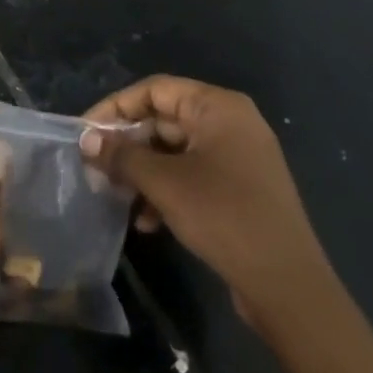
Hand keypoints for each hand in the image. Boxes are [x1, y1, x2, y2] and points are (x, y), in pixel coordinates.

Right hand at [83, 76, 331, 334]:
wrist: (286, 283)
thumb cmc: (222, 215)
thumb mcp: (163, 182)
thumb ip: (121, 155)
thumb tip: (86, 140)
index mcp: (218, 107)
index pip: (154, 90)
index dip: (115, 108)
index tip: (85, 134)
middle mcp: (230, 123)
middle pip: (163, 120)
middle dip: (127, 145)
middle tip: (95, 168)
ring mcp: (237, 157)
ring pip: (174, 151)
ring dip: (142, 172)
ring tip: (116, 197)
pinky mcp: (238, 188)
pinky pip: (191, 175)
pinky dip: (165, 191)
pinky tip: (146, 222)